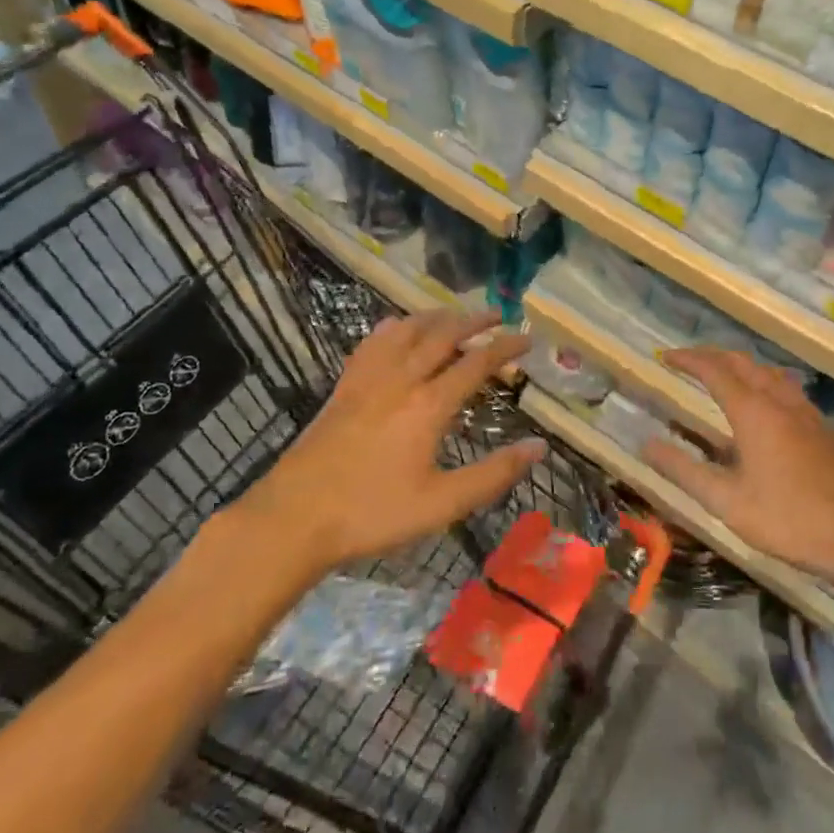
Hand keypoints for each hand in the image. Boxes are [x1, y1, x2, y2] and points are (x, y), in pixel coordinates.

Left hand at [234, 310, 537, 572]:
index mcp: (429, 404)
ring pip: (407, 329)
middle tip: (497, 314)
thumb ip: (494, 474)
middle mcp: (401, 379)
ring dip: (436, 317)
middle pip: (443, 335)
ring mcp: (368, 378)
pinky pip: (373, 341)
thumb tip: (539, 447)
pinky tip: (397, 330)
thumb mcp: (442, 503)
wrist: (294, 518)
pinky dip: (395, 327)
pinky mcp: (344, 385)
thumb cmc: (373, 514)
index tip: (527, 339)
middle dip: (474, 320)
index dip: (505, 347)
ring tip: (454, 315)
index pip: (476, 363)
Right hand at [643, 349, 833, 586]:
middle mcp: (780, 401)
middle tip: (689, 362)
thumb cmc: (790, 520)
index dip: (688, 360)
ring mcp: (808, 413)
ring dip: (741, 367)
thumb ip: (684, 470)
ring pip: (769, 373)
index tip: (665, 356)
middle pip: (743, 363)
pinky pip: (788, 390)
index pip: (714, 370)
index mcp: (754, 412)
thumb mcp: (727, 503)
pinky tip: (766, 409)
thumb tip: (646, 444)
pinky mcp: (825, 429)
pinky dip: (765, 383)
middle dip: (713, 356)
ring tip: (724, 377)